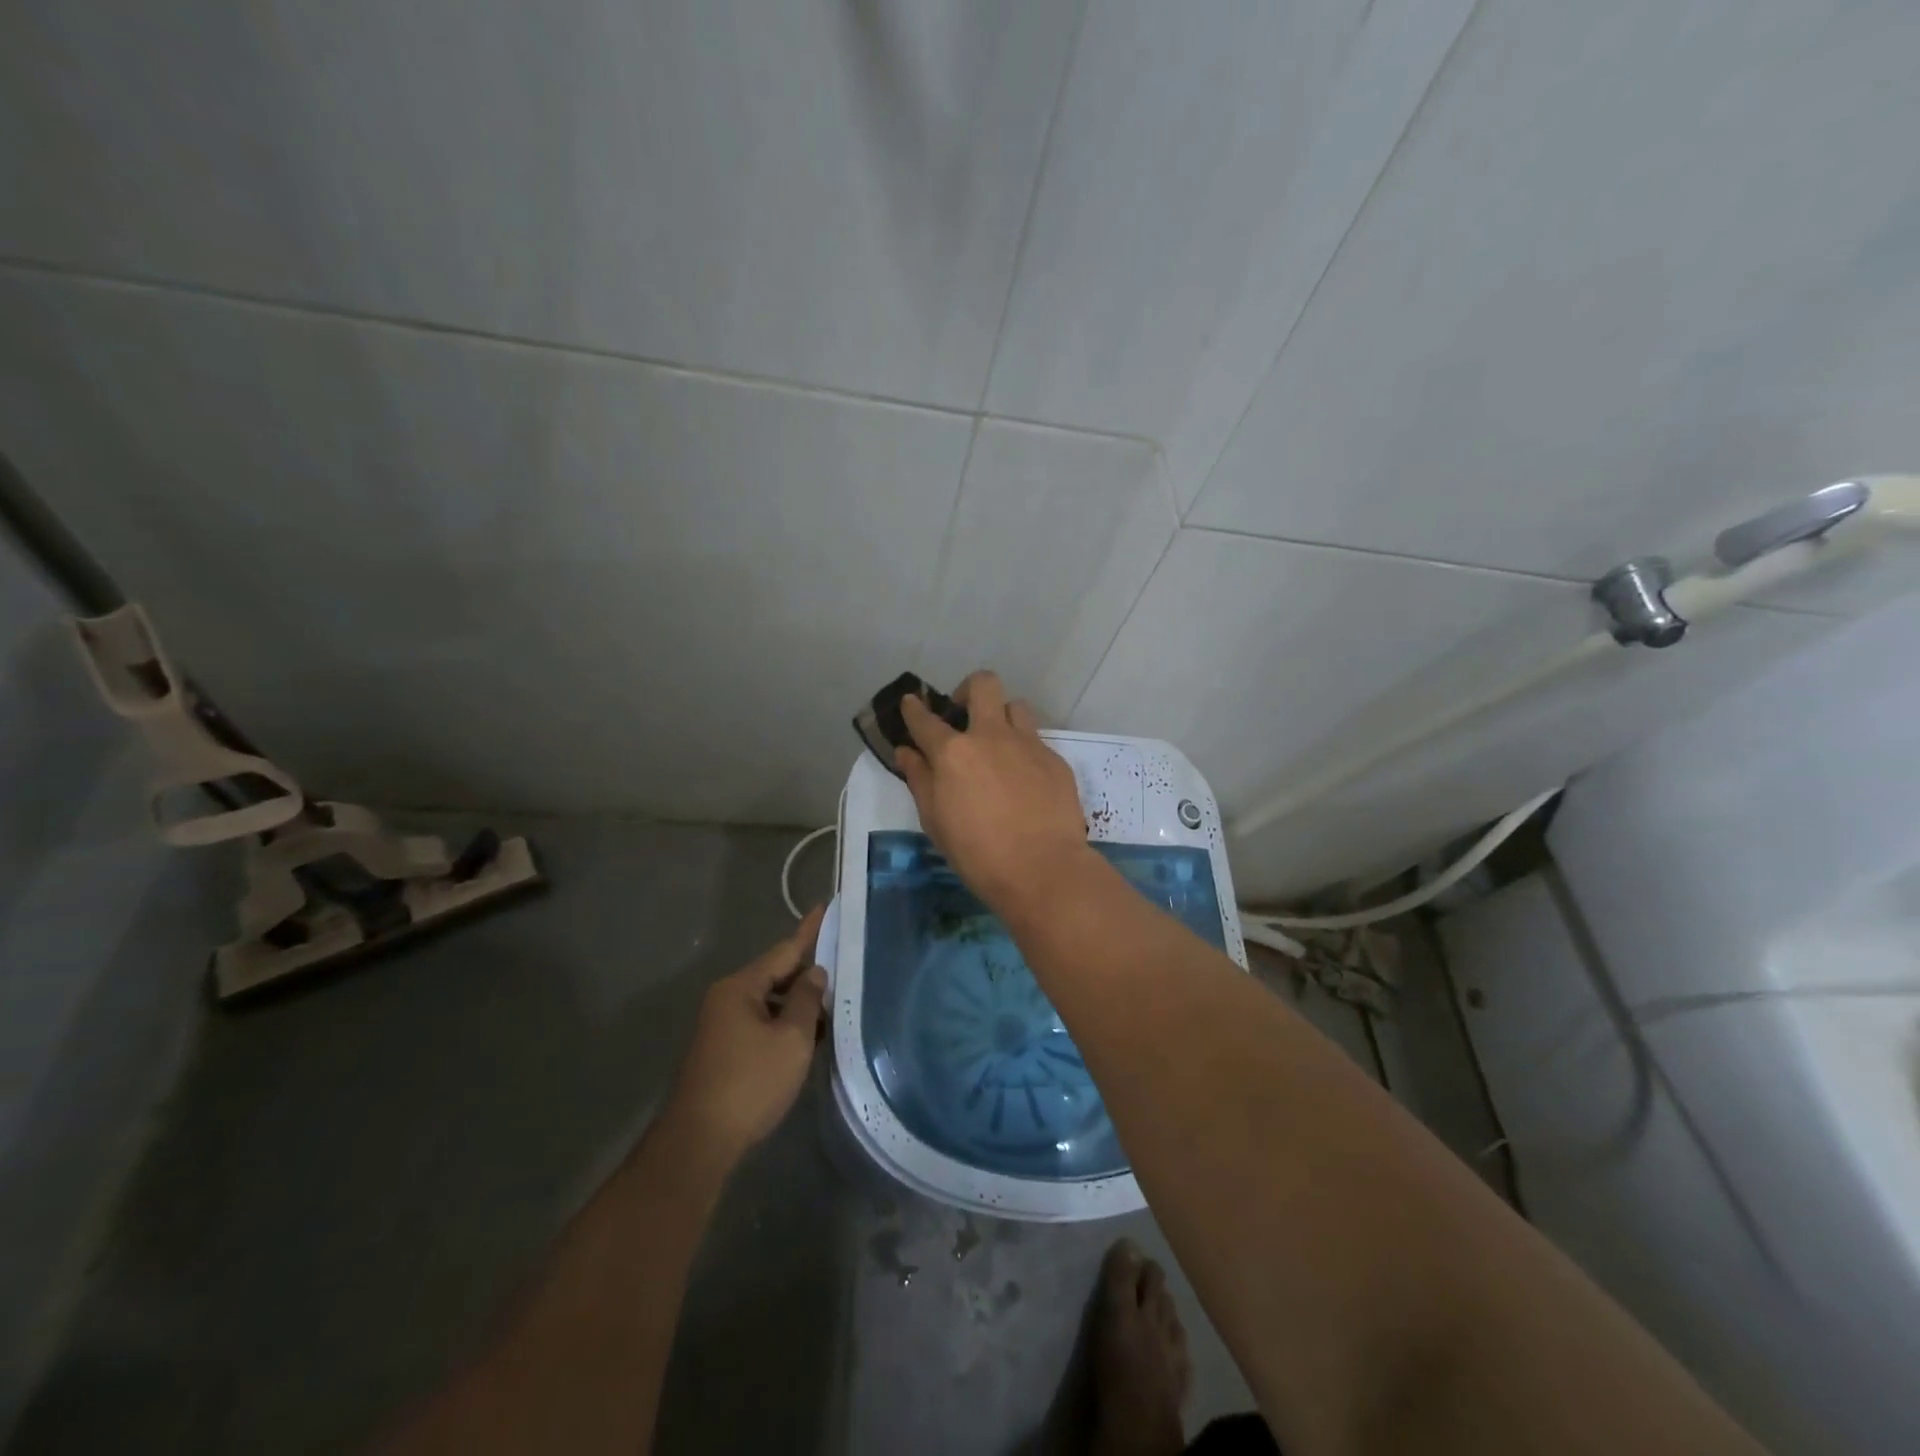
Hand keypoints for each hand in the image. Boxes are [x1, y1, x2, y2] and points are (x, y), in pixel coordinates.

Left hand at [665, 905, 828, 1166]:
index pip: (784, 950)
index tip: (826, 906)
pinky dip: (785, 1025)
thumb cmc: (750, 1083)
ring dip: (798, 1004)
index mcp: (741, 987)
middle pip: (776, 975)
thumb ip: (806, 1000)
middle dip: (808, 974)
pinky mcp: (724, 1050)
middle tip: (844, 966)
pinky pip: (761, 1023)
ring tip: (834, 1006)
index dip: (809, 930)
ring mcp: (722, 1025)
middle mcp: (728, 998)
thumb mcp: (791, 1039)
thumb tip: (814, 973)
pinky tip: (809, 1037)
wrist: (699, 1142)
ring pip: (770, 1002)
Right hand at [897, 670, 1090, 911]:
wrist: (1042, 869)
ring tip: (998, 745)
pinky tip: (1024, 781)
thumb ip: (920, 780)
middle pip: (982, 684)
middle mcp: (991, 736)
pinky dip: (1023, 752)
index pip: (925, 719)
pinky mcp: (1055, 760)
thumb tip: (907, 752)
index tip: (910, 703)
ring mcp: (1028, 744)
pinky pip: (1036, 741)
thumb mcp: (935, 821)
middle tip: (963, 715)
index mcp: (953, 753)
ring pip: (1016, 706)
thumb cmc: (977, 853)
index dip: (913, 709)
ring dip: (1002, 717)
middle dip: (968, 690)